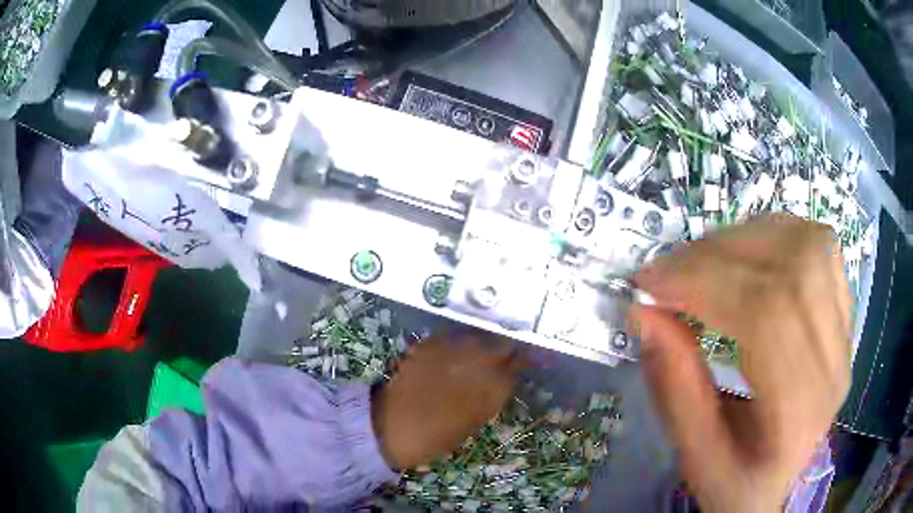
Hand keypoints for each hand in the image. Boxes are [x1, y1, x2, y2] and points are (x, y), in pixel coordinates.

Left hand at [371, 333, 523, 469]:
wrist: (391, 428)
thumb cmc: (434, 437)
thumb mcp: (470, 424)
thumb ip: (488, 400)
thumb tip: (499, 384)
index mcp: (491, 389)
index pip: (517, 366)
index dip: (521, 363)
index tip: (521, 364)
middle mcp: (476, 364)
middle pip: (501, 346)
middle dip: (504, 350)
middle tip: (502, 357)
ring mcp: (451, 352)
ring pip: (477, 338)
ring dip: (482, 344)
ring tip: (478, 354)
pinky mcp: (428, 346)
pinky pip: (452, 338)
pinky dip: (457, 344)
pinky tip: (454, 353)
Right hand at [631, 215, 850, 511]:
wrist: (778, 481)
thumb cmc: (737, 482)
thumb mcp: (695, 457)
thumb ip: (674, 389)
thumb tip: (645, 314)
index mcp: (800, 412)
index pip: (767, 315)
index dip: (706, 283)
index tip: (650, 283)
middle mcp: (834, 362)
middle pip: (792, 270)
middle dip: (719, 256)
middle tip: (669, 269)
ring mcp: (846, 331)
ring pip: (809, 246)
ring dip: (748, 238)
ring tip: (705, 259)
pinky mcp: (845, 312)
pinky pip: (820, 246)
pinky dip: (778, 233)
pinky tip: (748, 251)